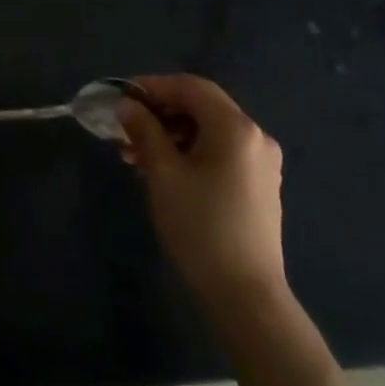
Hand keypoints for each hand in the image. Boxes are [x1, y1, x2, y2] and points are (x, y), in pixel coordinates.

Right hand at [120, 74, 286, 306]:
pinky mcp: (260, 186)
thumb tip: (127, 106)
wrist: (247, 298)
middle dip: (160, 113)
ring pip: (209, 131)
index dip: (153, 86)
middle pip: (201, 106)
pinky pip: (221, 152)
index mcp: (235, 127)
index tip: (122, 98)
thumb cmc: (201, 228)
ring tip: (137, 157)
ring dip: (172, 135)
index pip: (191, 86)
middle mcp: (255, 136)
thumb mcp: (163, 174)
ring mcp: (262, 163)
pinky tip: (165, 172)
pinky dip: (191, 152)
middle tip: (126, 130)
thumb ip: (144, 131)